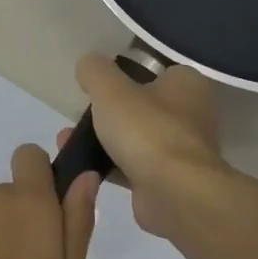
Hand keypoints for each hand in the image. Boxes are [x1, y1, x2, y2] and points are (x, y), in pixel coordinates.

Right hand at [70, 54, 222, 239]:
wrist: (174, 193)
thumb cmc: (146, 130)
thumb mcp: (110, 88)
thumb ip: (95, 70)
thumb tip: (89, 65)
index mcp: (187, 84)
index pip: (154, 71)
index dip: (124, 76)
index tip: (98, 86)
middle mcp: (191, 114)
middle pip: (141, 106)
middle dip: (106, 112)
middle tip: (78, 115)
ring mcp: (182, 150)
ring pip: (135, 138)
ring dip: (102, 140)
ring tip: (66, 140)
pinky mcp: (170, 181)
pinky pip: (133, 167)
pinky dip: (109, 166)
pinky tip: (83, 166)